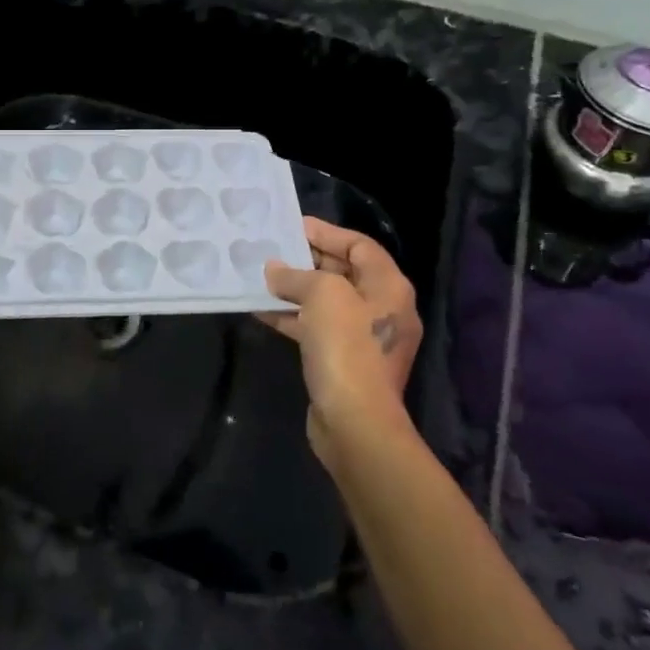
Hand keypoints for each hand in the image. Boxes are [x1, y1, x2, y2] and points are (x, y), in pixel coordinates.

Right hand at [260, 217, 422, 466]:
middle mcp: (382, 309)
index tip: (293, 227)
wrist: (355, 423)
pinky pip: (316, 328)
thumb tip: (276, 270)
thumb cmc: (346, 347)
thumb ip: (297, 275)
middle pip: (344, 272)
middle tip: (273, 251)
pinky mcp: (344, 362)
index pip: (359, 245)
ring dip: (295, 290)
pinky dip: (292, 318)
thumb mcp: (322, 296)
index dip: (327, 233)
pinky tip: (261, 311)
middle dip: (308, 261)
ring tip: (261, 278)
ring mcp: (364, 338)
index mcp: (388, 287)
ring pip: (326, 302)